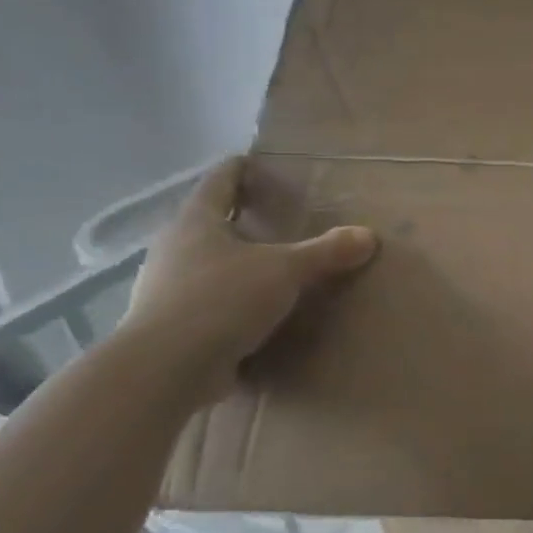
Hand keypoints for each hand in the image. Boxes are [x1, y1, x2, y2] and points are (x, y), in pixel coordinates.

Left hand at [123, 157, 377, 399]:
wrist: (164, 370)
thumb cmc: (221, 300)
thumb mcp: (285, 271)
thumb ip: (326, 252)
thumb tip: (368, 236)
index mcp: (196, 223)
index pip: (218, 182)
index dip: (238, 170)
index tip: (254, 162)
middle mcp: (174, 250)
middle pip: (208, 224)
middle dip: (238, 220)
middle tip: (274, 218)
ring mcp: (165, 290)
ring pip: (205, 265)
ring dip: (234, 264)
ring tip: (269, 268)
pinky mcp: (170, 327)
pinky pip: (207, 304)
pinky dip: (230, 303)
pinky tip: (255, 314)